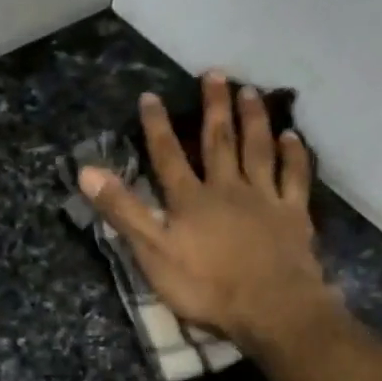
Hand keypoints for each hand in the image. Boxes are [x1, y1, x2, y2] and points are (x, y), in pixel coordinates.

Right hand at [78, 72, 337, 353]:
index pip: (168, 156)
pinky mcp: (293, 215)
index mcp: (191, 200)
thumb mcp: (152, 253)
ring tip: (250, 91)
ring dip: (252, 120)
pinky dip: (293, 154)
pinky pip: (294, 177)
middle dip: (214, 107)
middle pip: (219, 141)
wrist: (271, 307)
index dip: (156, 126)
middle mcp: (227, 189)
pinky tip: (292, 135)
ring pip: (258, 150)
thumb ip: (123, 211)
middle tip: (215, 73)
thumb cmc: (206, 286)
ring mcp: (264, 199)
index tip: (150, 95)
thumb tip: (87, 171)